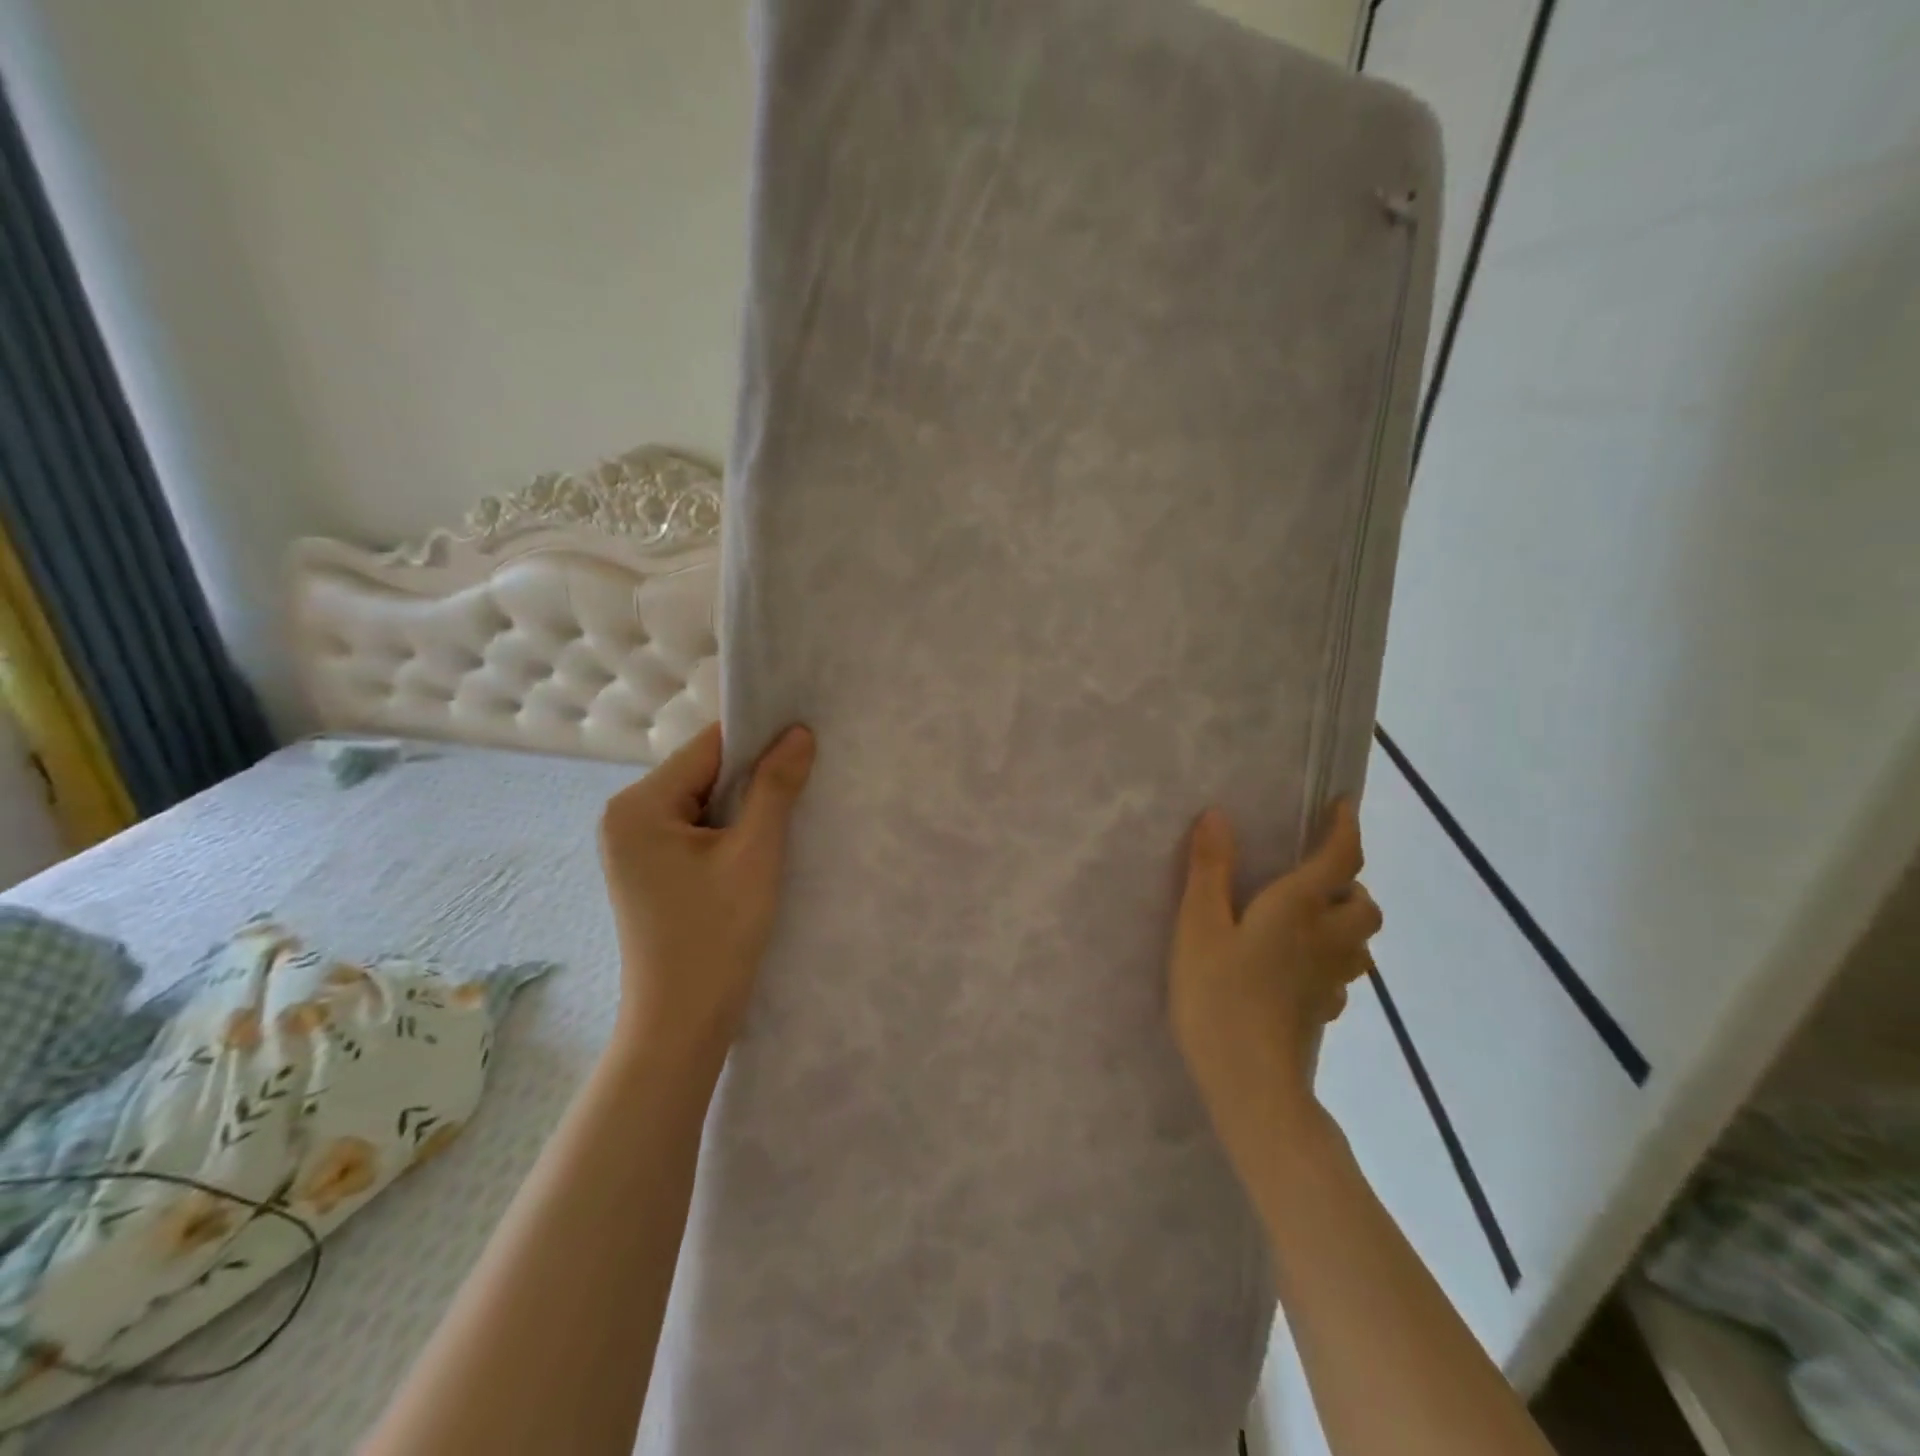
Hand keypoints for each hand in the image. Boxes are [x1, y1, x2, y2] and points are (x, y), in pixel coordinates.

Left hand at [598, 722, 814, 1072]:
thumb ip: (776, 787)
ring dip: (743, 806)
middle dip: (752, 776)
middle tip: (805, 779)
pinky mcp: (647, 870)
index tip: (805, 739)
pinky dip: (728, 831)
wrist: (681, 1024)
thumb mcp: (755, 854)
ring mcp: (632, 846)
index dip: (759, 740)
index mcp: (638, 805)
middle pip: (702, 773)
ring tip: (789, 813)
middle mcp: (624, 817)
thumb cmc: (716, 936)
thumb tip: (799, 732)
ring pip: (702, 802)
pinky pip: (694, 830)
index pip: (708, 748)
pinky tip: (759, 845)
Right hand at [1170, 800, 1381, 1187]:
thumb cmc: (1219, 996)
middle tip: (1311, 880)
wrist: (1251, 1085)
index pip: (1340, 858)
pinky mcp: (1324, 1012)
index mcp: (1298, 909)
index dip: (1346, 827)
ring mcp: (1330, 980)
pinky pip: (1342, 975)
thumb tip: (1218, 815)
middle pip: (1364, 903)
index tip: (1344, 803)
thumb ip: (1208, 870)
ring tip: (1307, 921)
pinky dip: (1330, 961)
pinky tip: (1296, 970)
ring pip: (1360, 942)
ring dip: (1345, 923)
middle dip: (1348, 885)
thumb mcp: (1198, 926)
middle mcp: (1326, 939)